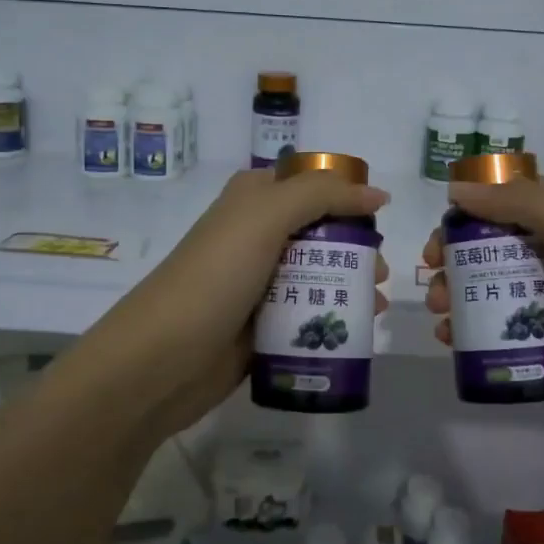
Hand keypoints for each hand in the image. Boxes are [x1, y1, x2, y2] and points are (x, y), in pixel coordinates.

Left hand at [71, 168, 390, 438]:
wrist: (162, 360)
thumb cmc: (215, 276)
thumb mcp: (264, 217)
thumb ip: (322, 195)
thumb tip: (378, 193)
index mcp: (253, 199)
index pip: (310, 183)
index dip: (346, 194)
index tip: (379, 217)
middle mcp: (257, 235)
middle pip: (321, 231)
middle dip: (357, 247)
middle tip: (381, 271)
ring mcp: (259, 282)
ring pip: (319, 274)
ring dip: (353, 284)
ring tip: (377, 304)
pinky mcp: (263, 324)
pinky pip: (308, 313)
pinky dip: (336, 318)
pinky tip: (361, 330)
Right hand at [421, 174, 543, 433]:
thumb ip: (524, 204)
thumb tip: (458, 190)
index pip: (508, 200)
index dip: (471, 207)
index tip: (442, 229)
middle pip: (489, 245)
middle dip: (454, 257)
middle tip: (433, 274)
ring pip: (488, 287)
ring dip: (455, 294)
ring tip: (439, 313)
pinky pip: (497, 327)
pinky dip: (468, 330)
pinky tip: (450, 340)